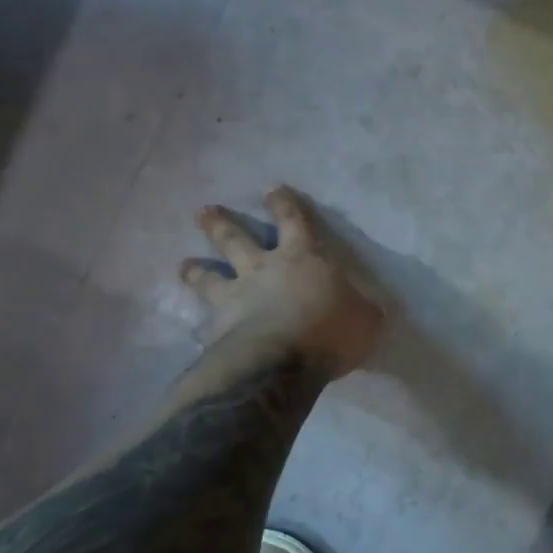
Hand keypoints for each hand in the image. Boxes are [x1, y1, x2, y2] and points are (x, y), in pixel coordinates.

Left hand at [179, 189, 382, 379]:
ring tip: (185, 265)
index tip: (271, 189)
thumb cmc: (330, 330)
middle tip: (204, 210)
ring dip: (197, 270)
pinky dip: (200, 325)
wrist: (279, 363)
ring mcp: (234, 298)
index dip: (283, 204)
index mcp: (302, 258)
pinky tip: (195, 331)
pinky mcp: (216, 330)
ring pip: (209, 277)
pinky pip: (205, 324)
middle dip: (220, 223)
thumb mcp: (366, 319)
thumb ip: (363, 310)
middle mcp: (262, 269)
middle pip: (235, 239)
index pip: (293, 221)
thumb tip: (367, 310)